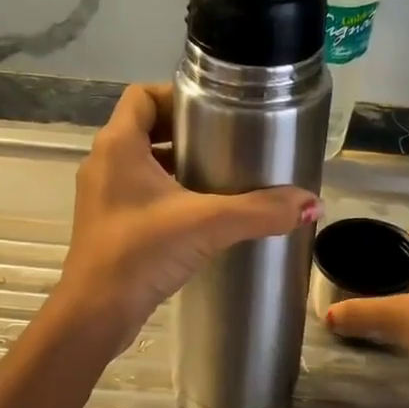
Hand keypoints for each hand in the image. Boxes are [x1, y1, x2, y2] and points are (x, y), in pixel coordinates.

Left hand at [51, 83, 321, 355]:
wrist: (96, 313)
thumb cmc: (140, 253)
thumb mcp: (207, 224)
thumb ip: (260, 211)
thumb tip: (312, 204)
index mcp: (117, 145)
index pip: (142, 95)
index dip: (176, 95)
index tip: (214, 110)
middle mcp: (104, 163)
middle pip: (146, 127)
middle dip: (186, 131)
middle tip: (227, 141)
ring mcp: (103, 195)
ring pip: (143, 162)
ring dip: (178, 164)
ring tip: (221, 175)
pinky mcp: (108, 224)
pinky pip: (140, 192)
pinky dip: (168, 192)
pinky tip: (201, 213)